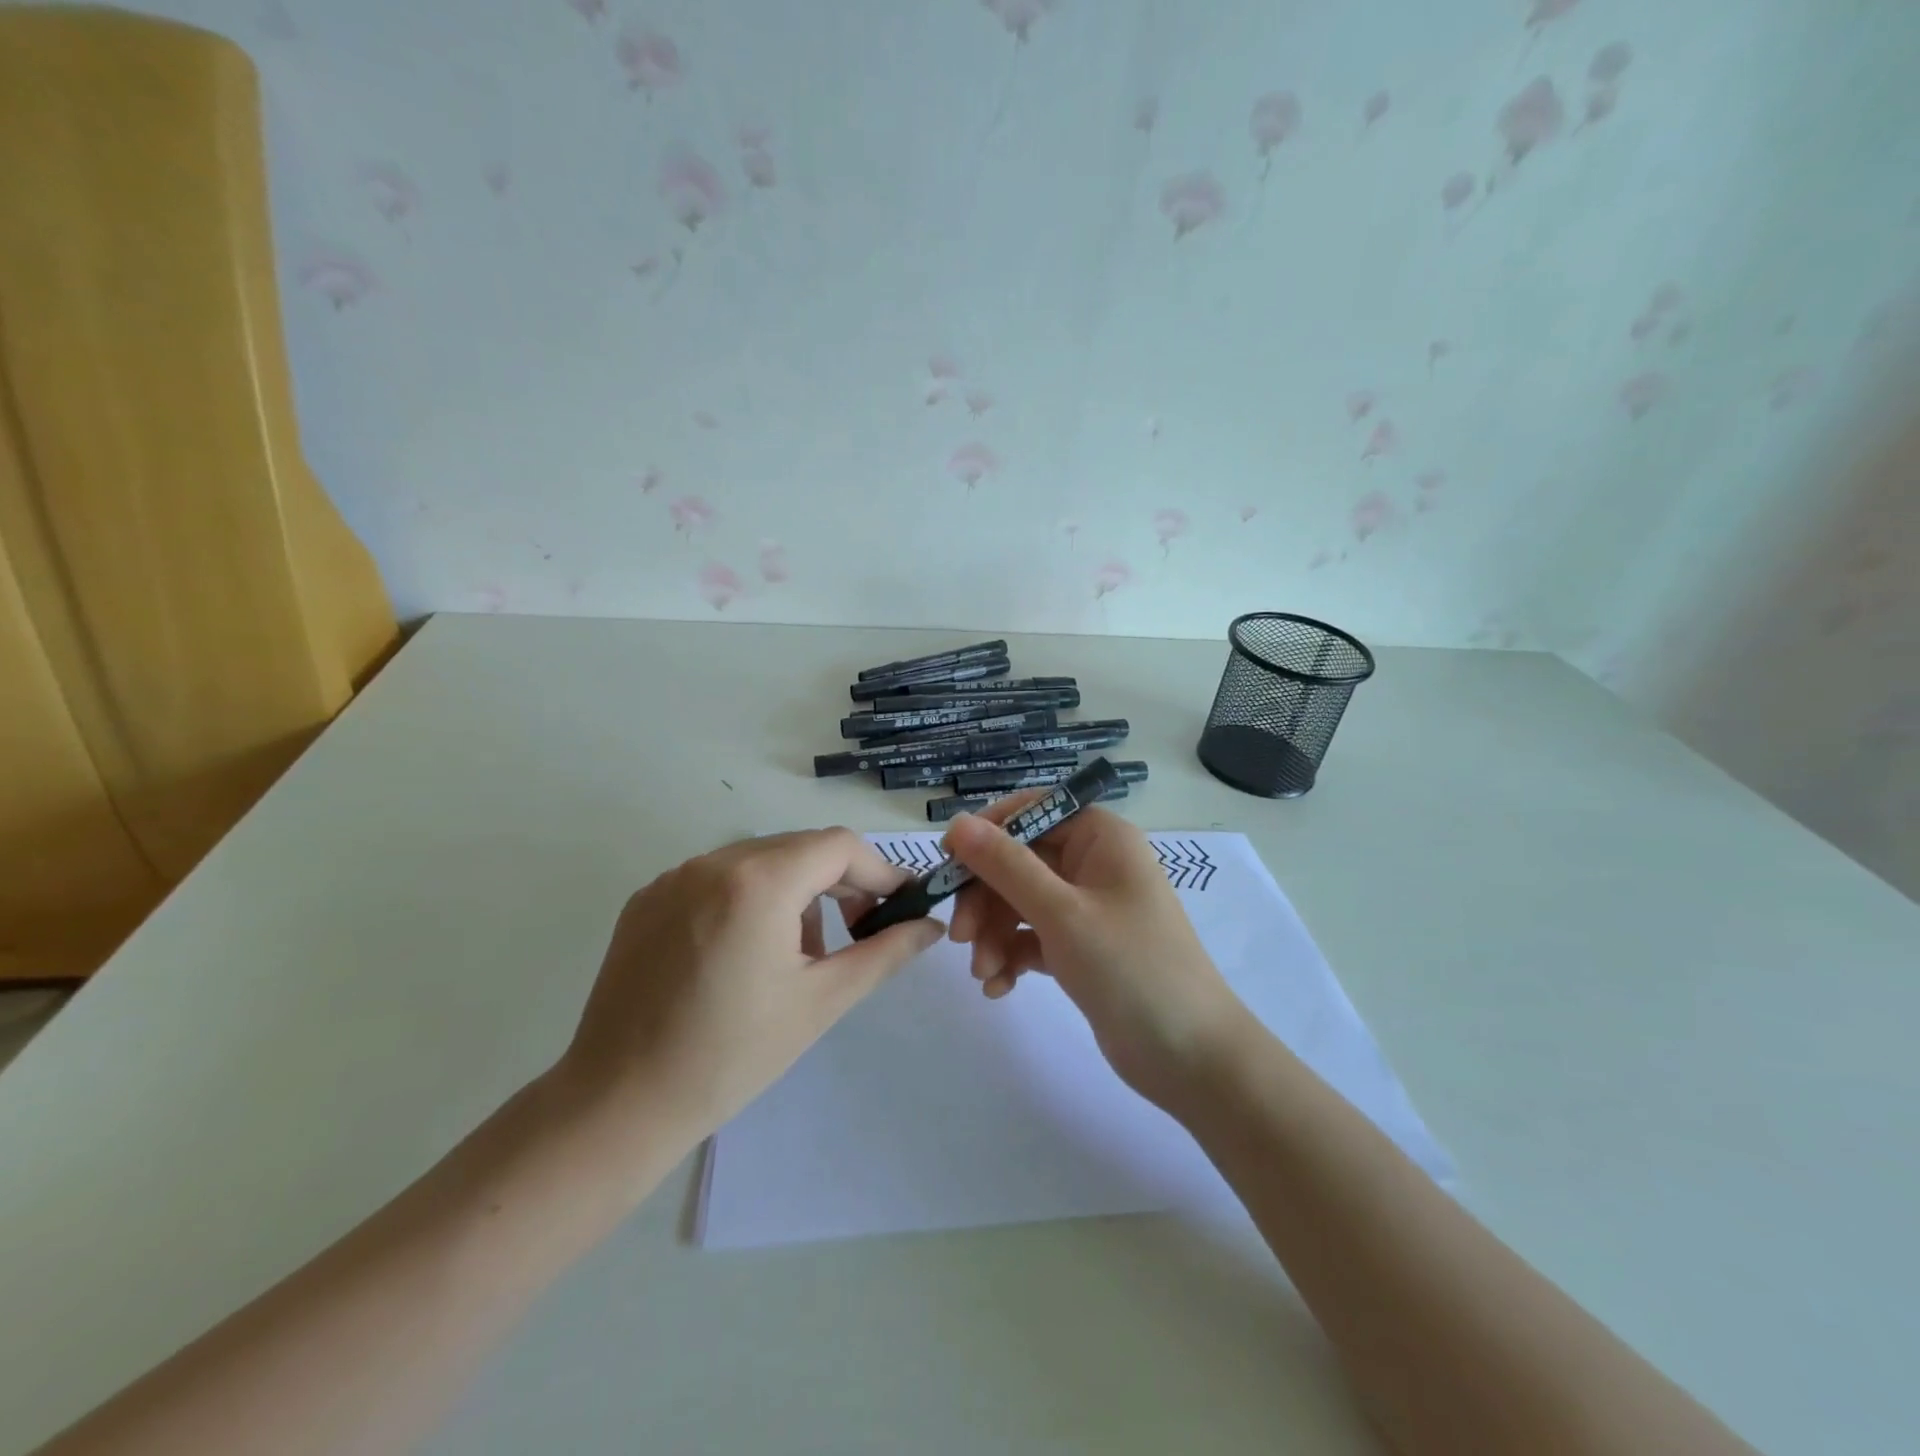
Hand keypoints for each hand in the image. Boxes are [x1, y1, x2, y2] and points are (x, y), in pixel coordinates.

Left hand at [556, 829, 944, 1146]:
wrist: (618, 1104)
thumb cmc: (732, 1055)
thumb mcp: (822, 1001)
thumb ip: (885, 952)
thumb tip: (932, 925)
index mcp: (759, 881)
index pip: (840, 846)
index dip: (879, 871)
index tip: (900, 906)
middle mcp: (713, 862)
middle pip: (800, 848)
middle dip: (839, 883)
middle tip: (857, 933)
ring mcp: (674, 877)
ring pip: (759, 861)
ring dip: (794, 892)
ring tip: (797, 956)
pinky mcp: (647, 899)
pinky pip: (717, 880)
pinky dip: (748, 900)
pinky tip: (743, 956)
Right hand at [943, 801, 1250, 1107]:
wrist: (1191, 1058)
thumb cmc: (1130, 968)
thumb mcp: (1061, 912)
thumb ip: (1006, 865)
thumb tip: (959, 822)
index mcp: (1101, 837)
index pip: (1033, 811)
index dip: (988, 832)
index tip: (949, 861)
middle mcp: (1095, 863)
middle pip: (1020, 861)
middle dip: (986, 897)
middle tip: (960, 936)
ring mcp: (1089, 908)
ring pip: (1021, 902)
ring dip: (994, 933)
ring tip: (983, 972)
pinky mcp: (1082, 947)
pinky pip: (1033, 937)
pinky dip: (1012, 955)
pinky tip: (998, 987)